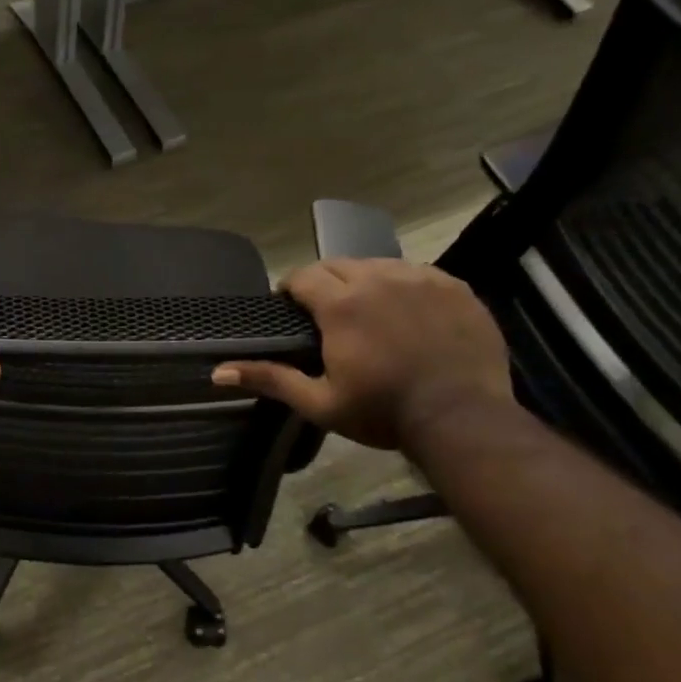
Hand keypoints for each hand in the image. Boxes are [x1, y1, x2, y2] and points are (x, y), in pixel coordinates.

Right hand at [213, 258, 513, 451]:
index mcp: (341, 304)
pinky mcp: (454, 287)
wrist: (463, 418)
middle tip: (324, 313)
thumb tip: (218, 372)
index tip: (289, 307)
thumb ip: (270, 379)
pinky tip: (405, 312)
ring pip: (378, 264)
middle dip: (324, 281)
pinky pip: (416, 273)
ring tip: (365, 310)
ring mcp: (421, 278)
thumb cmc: (382, 412)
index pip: (303, 275)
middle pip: (338, 263)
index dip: (290, 289)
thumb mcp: (319, 402)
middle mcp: (378, 279)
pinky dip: (402, 285)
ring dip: (363, 280)